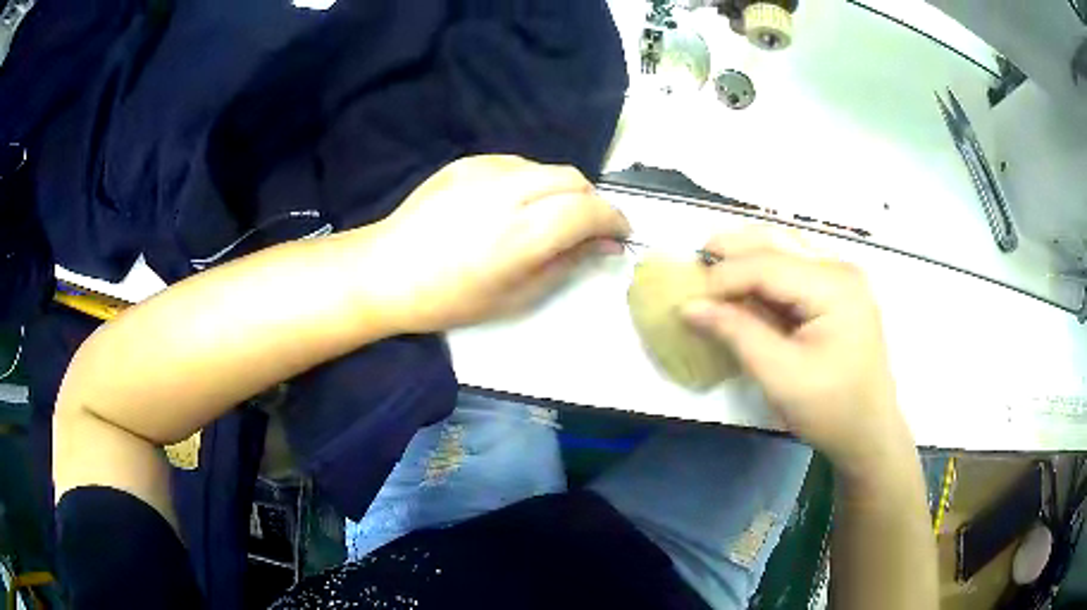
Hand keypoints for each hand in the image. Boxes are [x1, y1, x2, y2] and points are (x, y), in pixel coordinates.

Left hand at [354, 155, 629, 332]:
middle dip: (591, 203)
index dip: (614, 220)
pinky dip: (531, 182)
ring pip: (547, 169)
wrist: (387, 270)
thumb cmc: (451, 299)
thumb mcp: (517, 296)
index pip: (589, 211)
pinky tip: (513, 206)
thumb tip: (604, 244)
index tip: (620, 234)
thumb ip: (568, 263)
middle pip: (574, 180)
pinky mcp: (466, 162)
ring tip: (547, 218)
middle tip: (586, 231)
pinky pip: (517, 165)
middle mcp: (508, 192)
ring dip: (561, 191)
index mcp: (521, 234)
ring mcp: (484, 171)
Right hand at [681, 227, 911, 470]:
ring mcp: (843, 278)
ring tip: (713, 266)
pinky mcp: (839, 292)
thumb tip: (690, 307)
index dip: (723, 276)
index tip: (686, 297)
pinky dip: (765, 273)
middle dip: (734, 251)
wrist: (870, 432)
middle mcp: (841, 269)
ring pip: (786, 250)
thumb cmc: (831, 410)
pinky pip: (795, 269)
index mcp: (835, 286)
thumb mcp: (780, 376)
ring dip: (748, 256)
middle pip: (778, 244)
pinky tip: (745, 285)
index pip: (768, 265)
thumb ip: (737, 334)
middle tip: (694, 262)